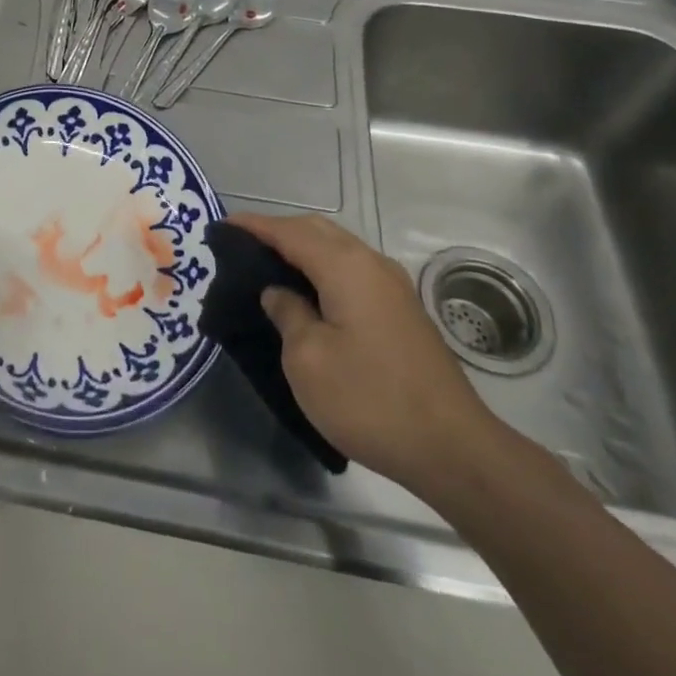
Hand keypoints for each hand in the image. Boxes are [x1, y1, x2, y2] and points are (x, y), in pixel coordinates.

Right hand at [230, 212, 504, 499]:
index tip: (222, 226)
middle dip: (278, 231)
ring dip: (302, 249)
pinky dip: (323, 268)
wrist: (453, 449)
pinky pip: (352, 270)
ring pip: (337, 248)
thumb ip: (287, 314)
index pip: (289, 232)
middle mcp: (371, 263)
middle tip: (241, 246)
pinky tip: (308, 293)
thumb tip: (278, 292)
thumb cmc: (370, 400)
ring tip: (268, 267)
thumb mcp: (308, 360)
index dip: (254, 226)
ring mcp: (392, 286)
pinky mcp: (402, 310)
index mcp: (345, 267)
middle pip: (316, 230)